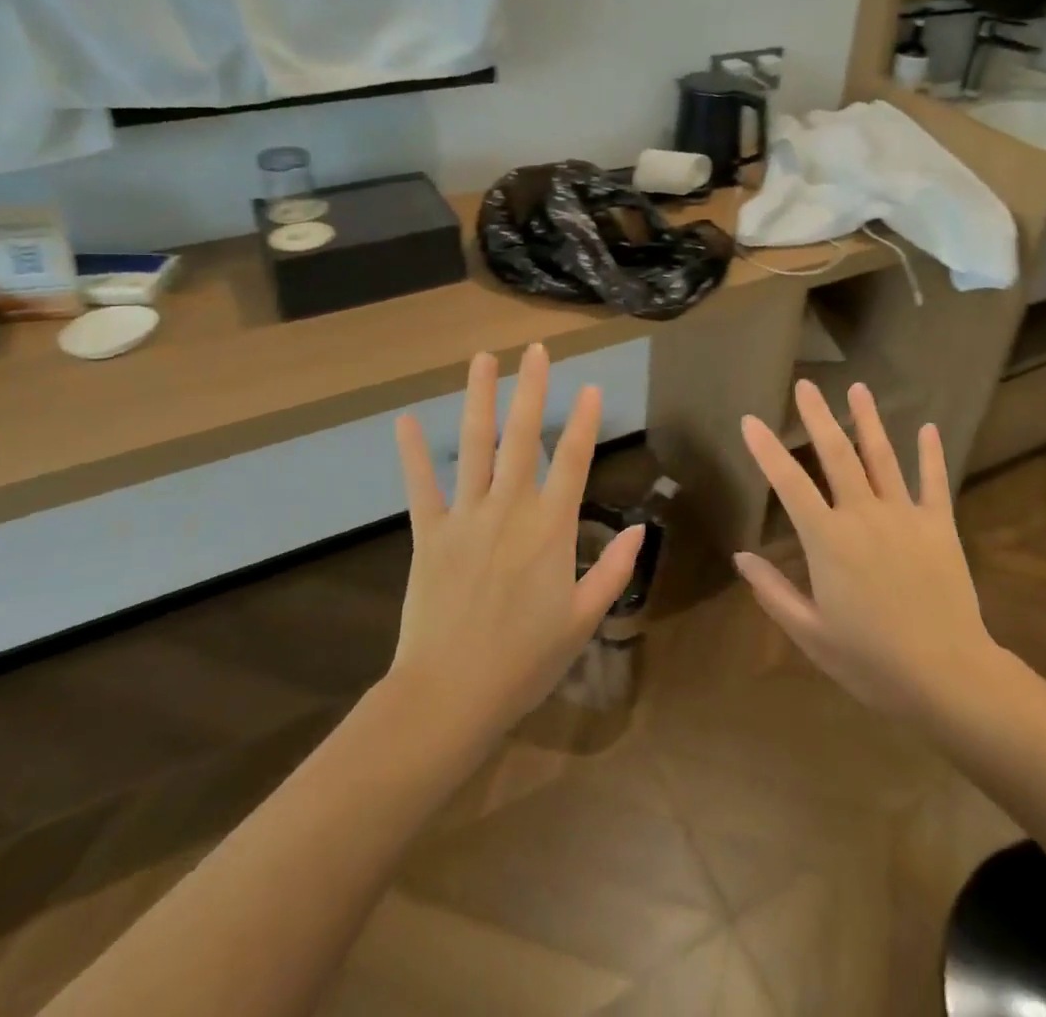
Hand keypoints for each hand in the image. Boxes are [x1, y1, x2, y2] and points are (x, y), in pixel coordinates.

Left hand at [389, 344, 643, 735]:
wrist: (451, 695)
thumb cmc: (525, 661)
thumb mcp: (583, 619)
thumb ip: (613, 570)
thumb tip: (639, 530)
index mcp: (550, 528)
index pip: (572, 460)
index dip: (583, 421)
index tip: (589, 386)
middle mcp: (509, 509)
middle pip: (523, 436)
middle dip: (531, 389)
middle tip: (534, 349)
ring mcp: (465, 517)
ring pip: (475, 446)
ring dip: (479, 399)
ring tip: (482, 360)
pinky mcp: (429, 534)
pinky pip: (421, 486)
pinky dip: (414, 453)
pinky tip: (406, 420)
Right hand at [735, 380, 996, 720]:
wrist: (947, 676)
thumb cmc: (871, 660)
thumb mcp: (810, 633)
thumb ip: (773, 591)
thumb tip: (741, 556)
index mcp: (828, 539)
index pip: (789, 483)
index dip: (766, 449)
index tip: (750, 420)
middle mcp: (863, 514)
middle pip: (837, 455)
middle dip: (818, 416)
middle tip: (806, 385)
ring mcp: (905, 516)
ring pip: (882, 457)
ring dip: (868, 420)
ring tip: (858, 388)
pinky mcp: (939, 526)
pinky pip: (933, 482)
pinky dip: (930, 454)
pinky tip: (927, 428)